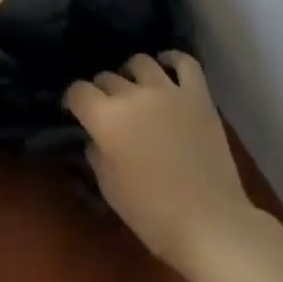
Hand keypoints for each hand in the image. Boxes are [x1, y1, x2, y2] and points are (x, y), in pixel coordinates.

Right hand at [64, 52, 256, 272]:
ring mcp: (168, 90)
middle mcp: (133, 95)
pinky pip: (184, 62)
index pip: (78, 91)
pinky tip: (166, 67)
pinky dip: (172, 59)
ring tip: (135, 88)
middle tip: (107, 109)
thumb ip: (97, 154)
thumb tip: (96, 137)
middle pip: (107, 77)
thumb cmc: (152, 215)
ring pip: (141, 61)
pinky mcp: (198, 94)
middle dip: (101, 91)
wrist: (209, 222)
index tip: (75, 110)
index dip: (73, 99)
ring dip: (131, 74)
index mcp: (107, 119)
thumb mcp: (110, 190)